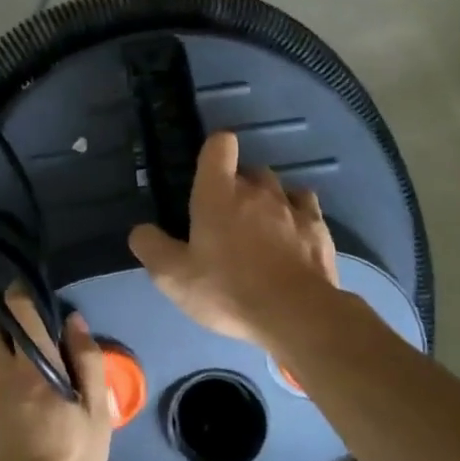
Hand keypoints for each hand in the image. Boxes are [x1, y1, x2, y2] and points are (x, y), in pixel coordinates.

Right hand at [128, 132, 338, 342]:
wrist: (296, 315)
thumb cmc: (227, 290)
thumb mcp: (173, 277)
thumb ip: (151, 247)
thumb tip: (141, 230)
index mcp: (218, 193)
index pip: (220, 144)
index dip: (213, 151)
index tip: (207, 172)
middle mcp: (257, 190)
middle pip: (248, 170)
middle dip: (237, 186)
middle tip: (226, 218)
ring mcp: (292, 207)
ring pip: (278, 187)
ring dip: (267, 200)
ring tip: (260, 228)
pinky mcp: (319, 229)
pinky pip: (305, 207)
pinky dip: (296, 216)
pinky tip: (290, 237)